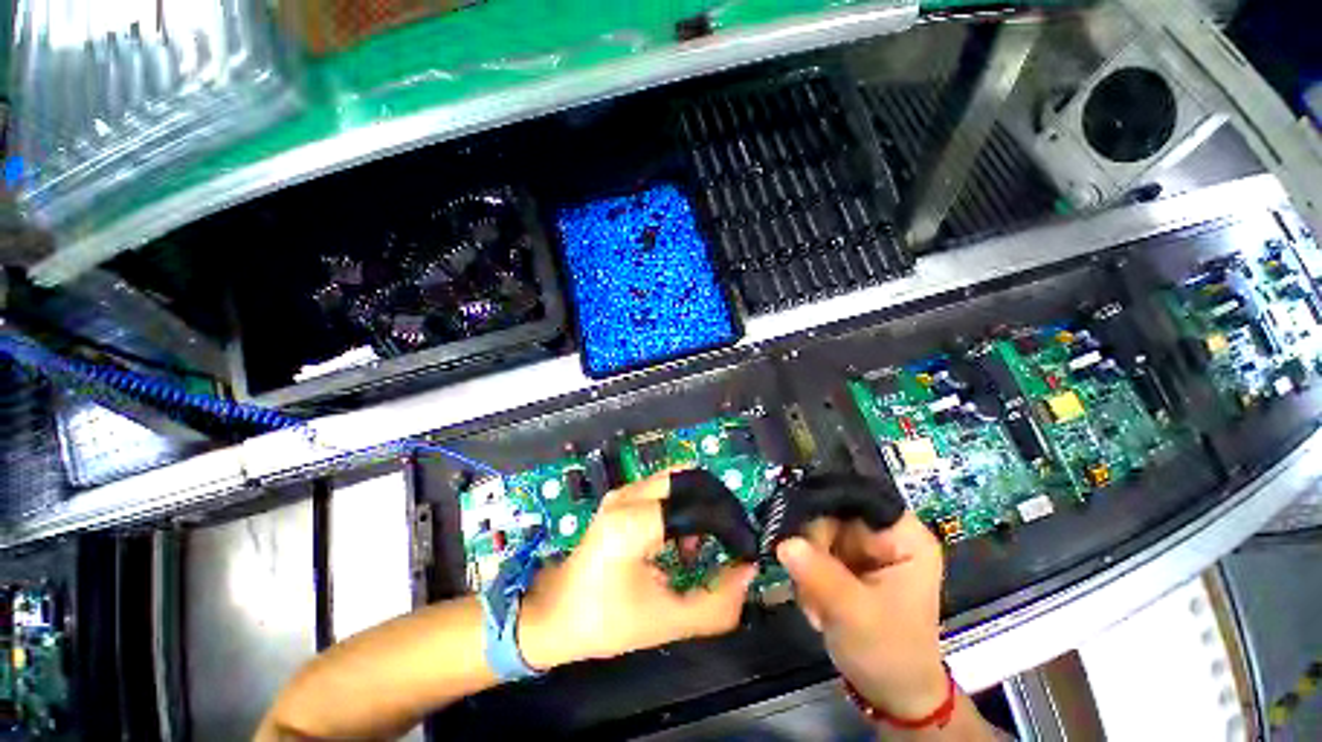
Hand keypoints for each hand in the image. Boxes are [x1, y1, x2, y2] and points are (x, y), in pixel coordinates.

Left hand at [518, 471, 757, 668]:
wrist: (553, 614)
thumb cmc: (604, 621)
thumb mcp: (665, 622)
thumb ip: (716, 603)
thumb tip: (747, 570)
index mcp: (634, 522)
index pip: (698, 506)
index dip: (729, 525)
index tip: (744, 549)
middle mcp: (628, 495)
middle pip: (691, 479)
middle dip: (717, 506)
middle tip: (728, 539)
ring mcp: (623, 492)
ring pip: (679, 480)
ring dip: (699, 506)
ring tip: (698, 547)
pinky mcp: (621, 496)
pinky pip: (664, 487)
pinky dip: (683, 506)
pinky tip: (680, 541)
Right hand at [776, 512, 947, 718]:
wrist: (890, 692)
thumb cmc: (890, 654)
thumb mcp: (856, 615)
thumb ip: (821, 576)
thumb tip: (784, 542)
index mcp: (903, 534)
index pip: (857, 497)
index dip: (823, 503)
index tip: (793, 527)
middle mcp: (881, 532)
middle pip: (830, 512)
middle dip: (812, 547)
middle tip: (808, 584)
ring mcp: (861, 545)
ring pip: (815, 530)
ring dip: (806, 565)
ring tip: (817, 604)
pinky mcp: (844, 559)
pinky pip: (811, 548)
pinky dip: (805, 573)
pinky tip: (816, 603)